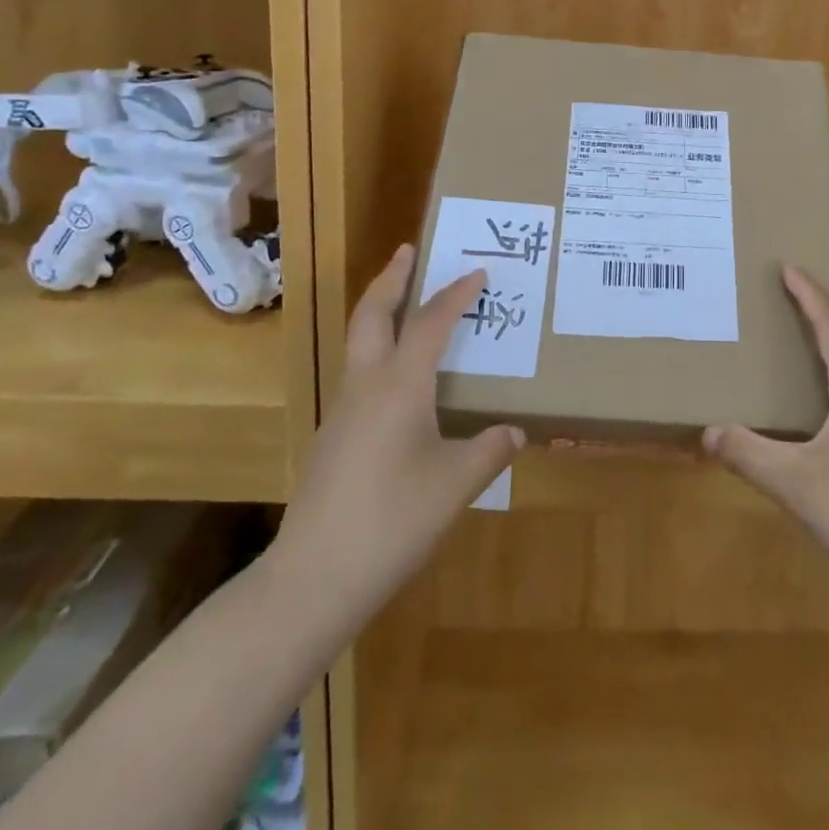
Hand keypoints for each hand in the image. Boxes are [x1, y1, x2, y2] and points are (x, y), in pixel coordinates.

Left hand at [265, 245, 523, 623]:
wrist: (314, 578)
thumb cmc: (392, 521)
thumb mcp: (455, 484)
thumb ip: (489, 451)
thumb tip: (514, 432)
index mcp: (400, 386)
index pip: (430, 322)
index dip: (455, 294)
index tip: (477, 272)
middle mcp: (366, 386)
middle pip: (372, 313)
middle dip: (391, 278)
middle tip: (409, 251)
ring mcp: (342, 411)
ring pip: (358, 342)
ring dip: (380, 311)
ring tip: (405, 303)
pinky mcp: (333, 438)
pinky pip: (359, 374)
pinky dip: (378, 352)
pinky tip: (400, 381)